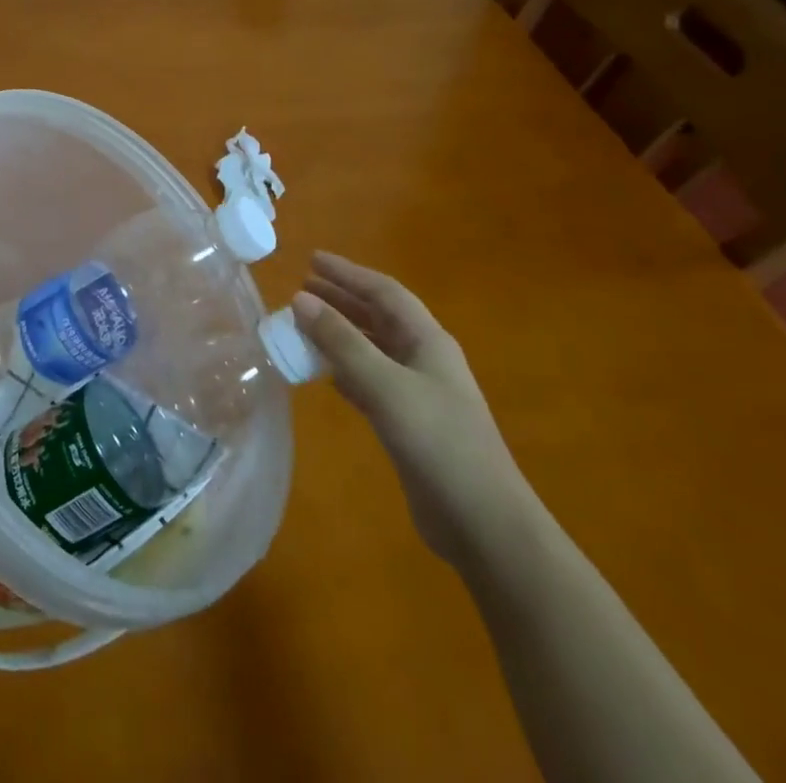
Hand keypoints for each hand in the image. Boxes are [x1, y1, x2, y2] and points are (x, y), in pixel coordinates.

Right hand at [292, 252, 540, 570]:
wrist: (484, 524)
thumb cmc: (439, 444)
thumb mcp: (386, 385)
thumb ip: (342, 342)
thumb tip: (301, 299)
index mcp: (428, 341)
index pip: (384, 292)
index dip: (348, 273)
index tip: (311, 260)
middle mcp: (424, 359)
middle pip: (379, 317)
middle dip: (342, 298)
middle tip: (301, 287)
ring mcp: (418, 393)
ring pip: (372, 348)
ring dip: (340, 333)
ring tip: (304, 323)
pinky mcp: (408, 423)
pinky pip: (369, 380)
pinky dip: (344, 369)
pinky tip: (324, 373)